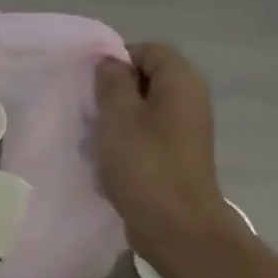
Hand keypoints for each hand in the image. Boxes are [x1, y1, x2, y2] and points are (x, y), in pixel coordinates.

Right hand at [94, 43, 227, 258]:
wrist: (176, 226)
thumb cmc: (145, 165)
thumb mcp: (119, 116)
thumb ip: (112, 82)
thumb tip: (111, 63)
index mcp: (181, 82)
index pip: (148, 50)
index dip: (117, 60)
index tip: (90, 85)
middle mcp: (189, 100)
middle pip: (146, 80)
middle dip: (113, 93)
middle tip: (88, 112)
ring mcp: (185, 131)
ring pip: (143, 111)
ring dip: (116, 122)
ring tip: (93, 139)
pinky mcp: (176, 157)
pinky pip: (146, 138)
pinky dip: (126, 144)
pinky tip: (107, 162)